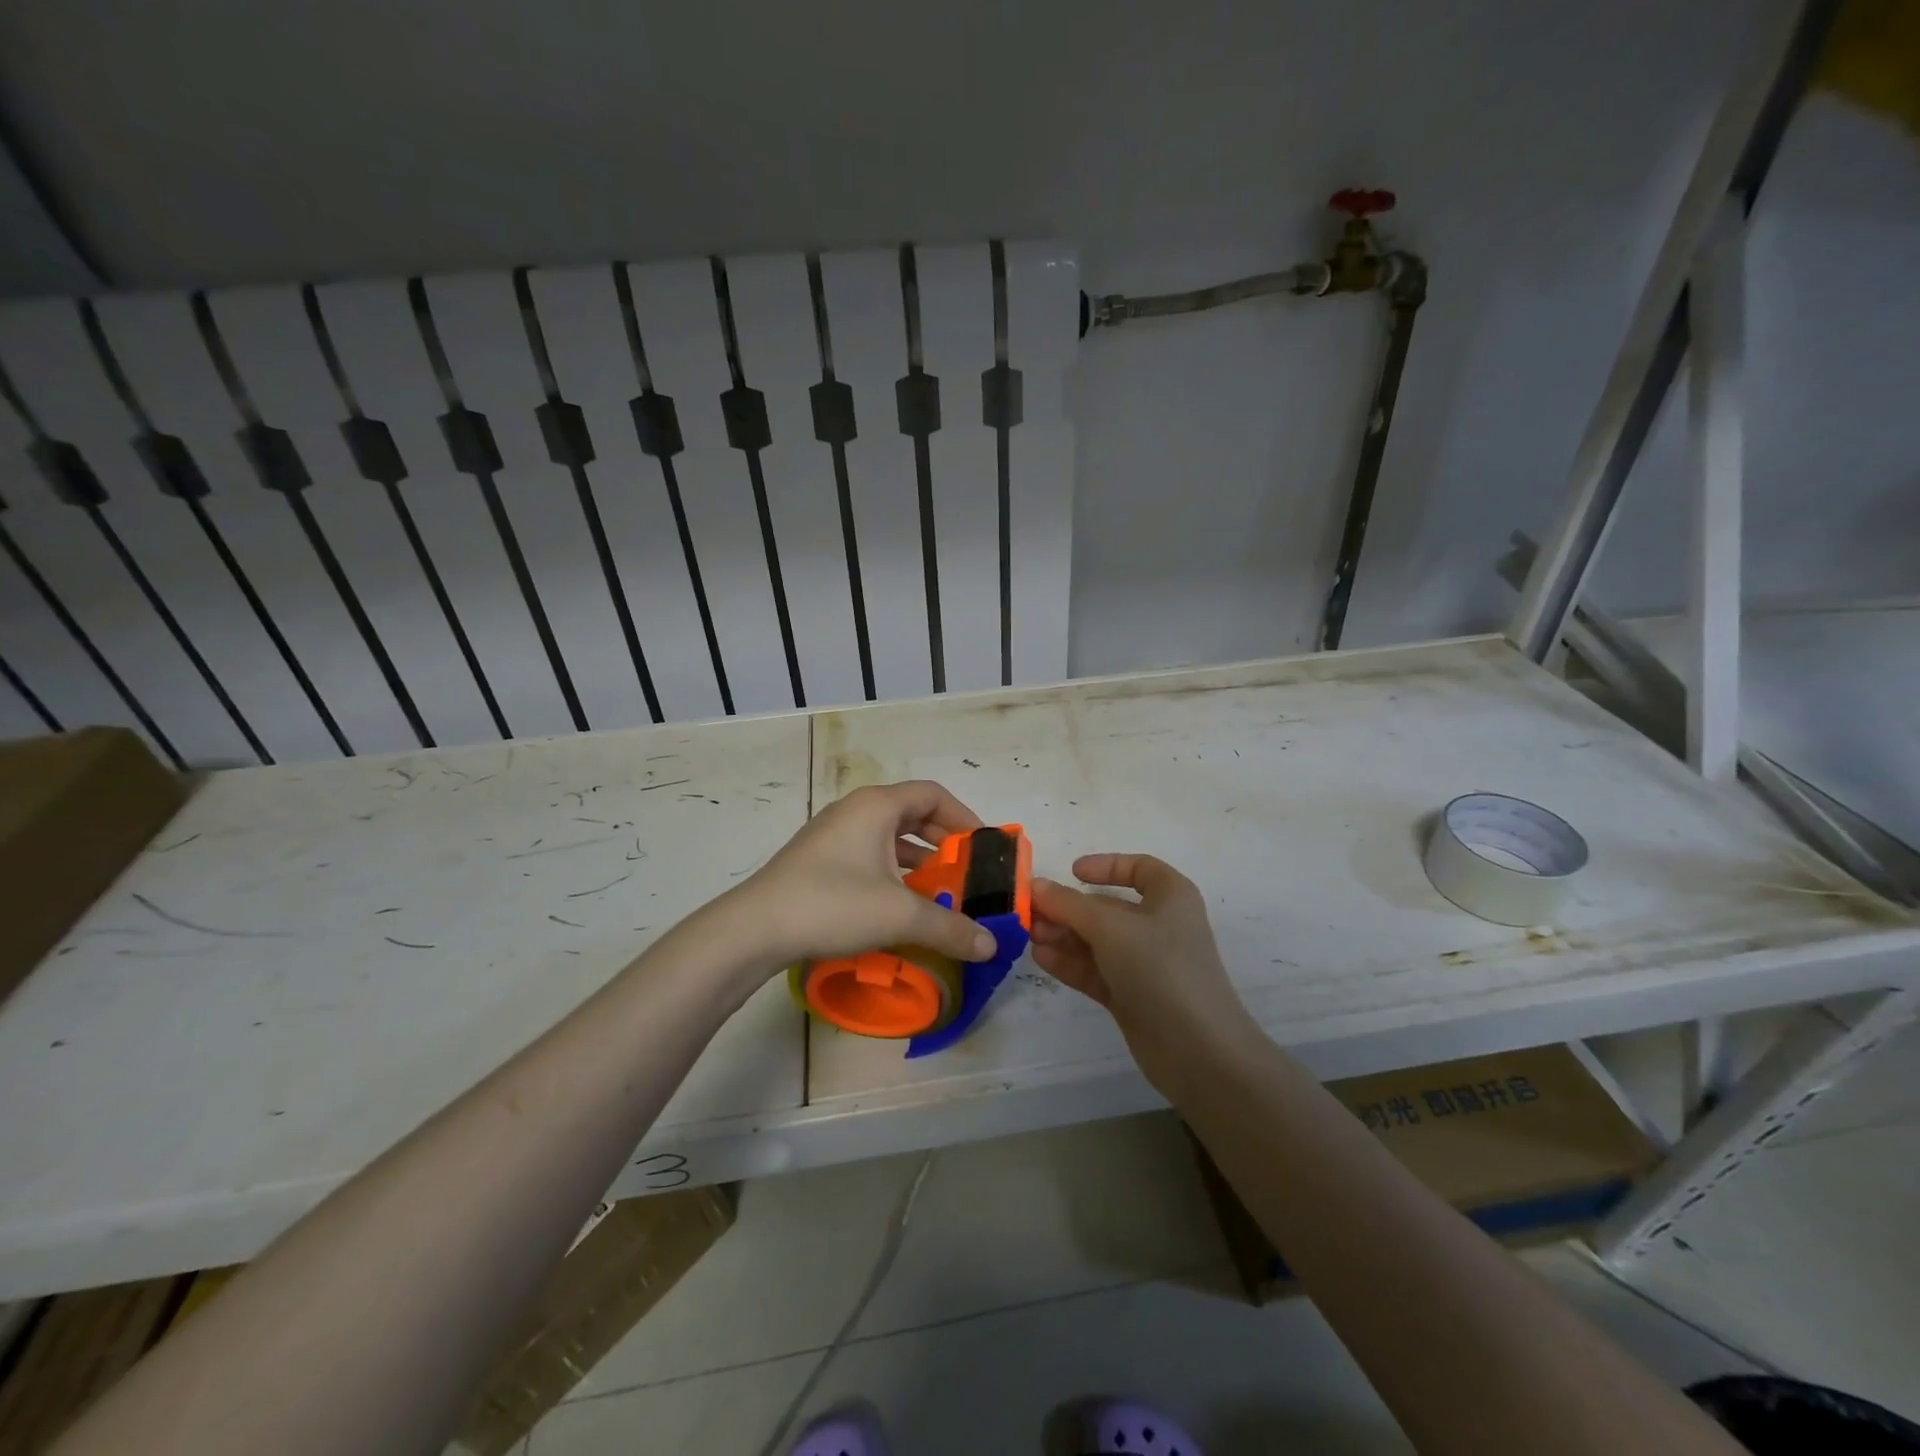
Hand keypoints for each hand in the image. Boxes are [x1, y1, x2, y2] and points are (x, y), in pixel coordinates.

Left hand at [722, 781, 996, 980]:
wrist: (754, 928)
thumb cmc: (833, 904)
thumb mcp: (899, 915)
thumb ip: (950, 928)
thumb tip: (991, 947)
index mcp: (877, 806)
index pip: (933, 795)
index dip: (964, 818)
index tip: (983, 849)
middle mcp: (856, 811)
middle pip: (912, 814)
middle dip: (943, 842)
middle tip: (965, 873)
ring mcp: (833, 834)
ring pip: (889, 837)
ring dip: (918, 861)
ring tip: (939, 892)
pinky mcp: (819, 860)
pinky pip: (869, 855)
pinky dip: (893, 872)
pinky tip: (899, 905)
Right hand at [1031, 854, 1258, 1089]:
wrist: (1196, 1049)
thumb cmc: (1160, 968)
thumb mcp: (1109, 927)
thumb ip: (1069, 904)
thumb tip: (1036, 885)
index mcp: (1170, 897)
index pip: (1139, 869)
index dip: (1106, 865)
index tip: (1072, 872)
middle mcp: (1159, 926)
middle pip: (1108, 907)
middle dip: (1069, 908)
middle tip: (1031, 913)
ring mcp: (1145, 964)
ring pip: (1097, 940)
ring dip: (1064, 935)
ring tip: (1031, 936)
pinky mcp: (1132, 996)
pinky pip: (1096, 970)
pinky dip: (1070, 962)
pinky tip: (1041, 958)